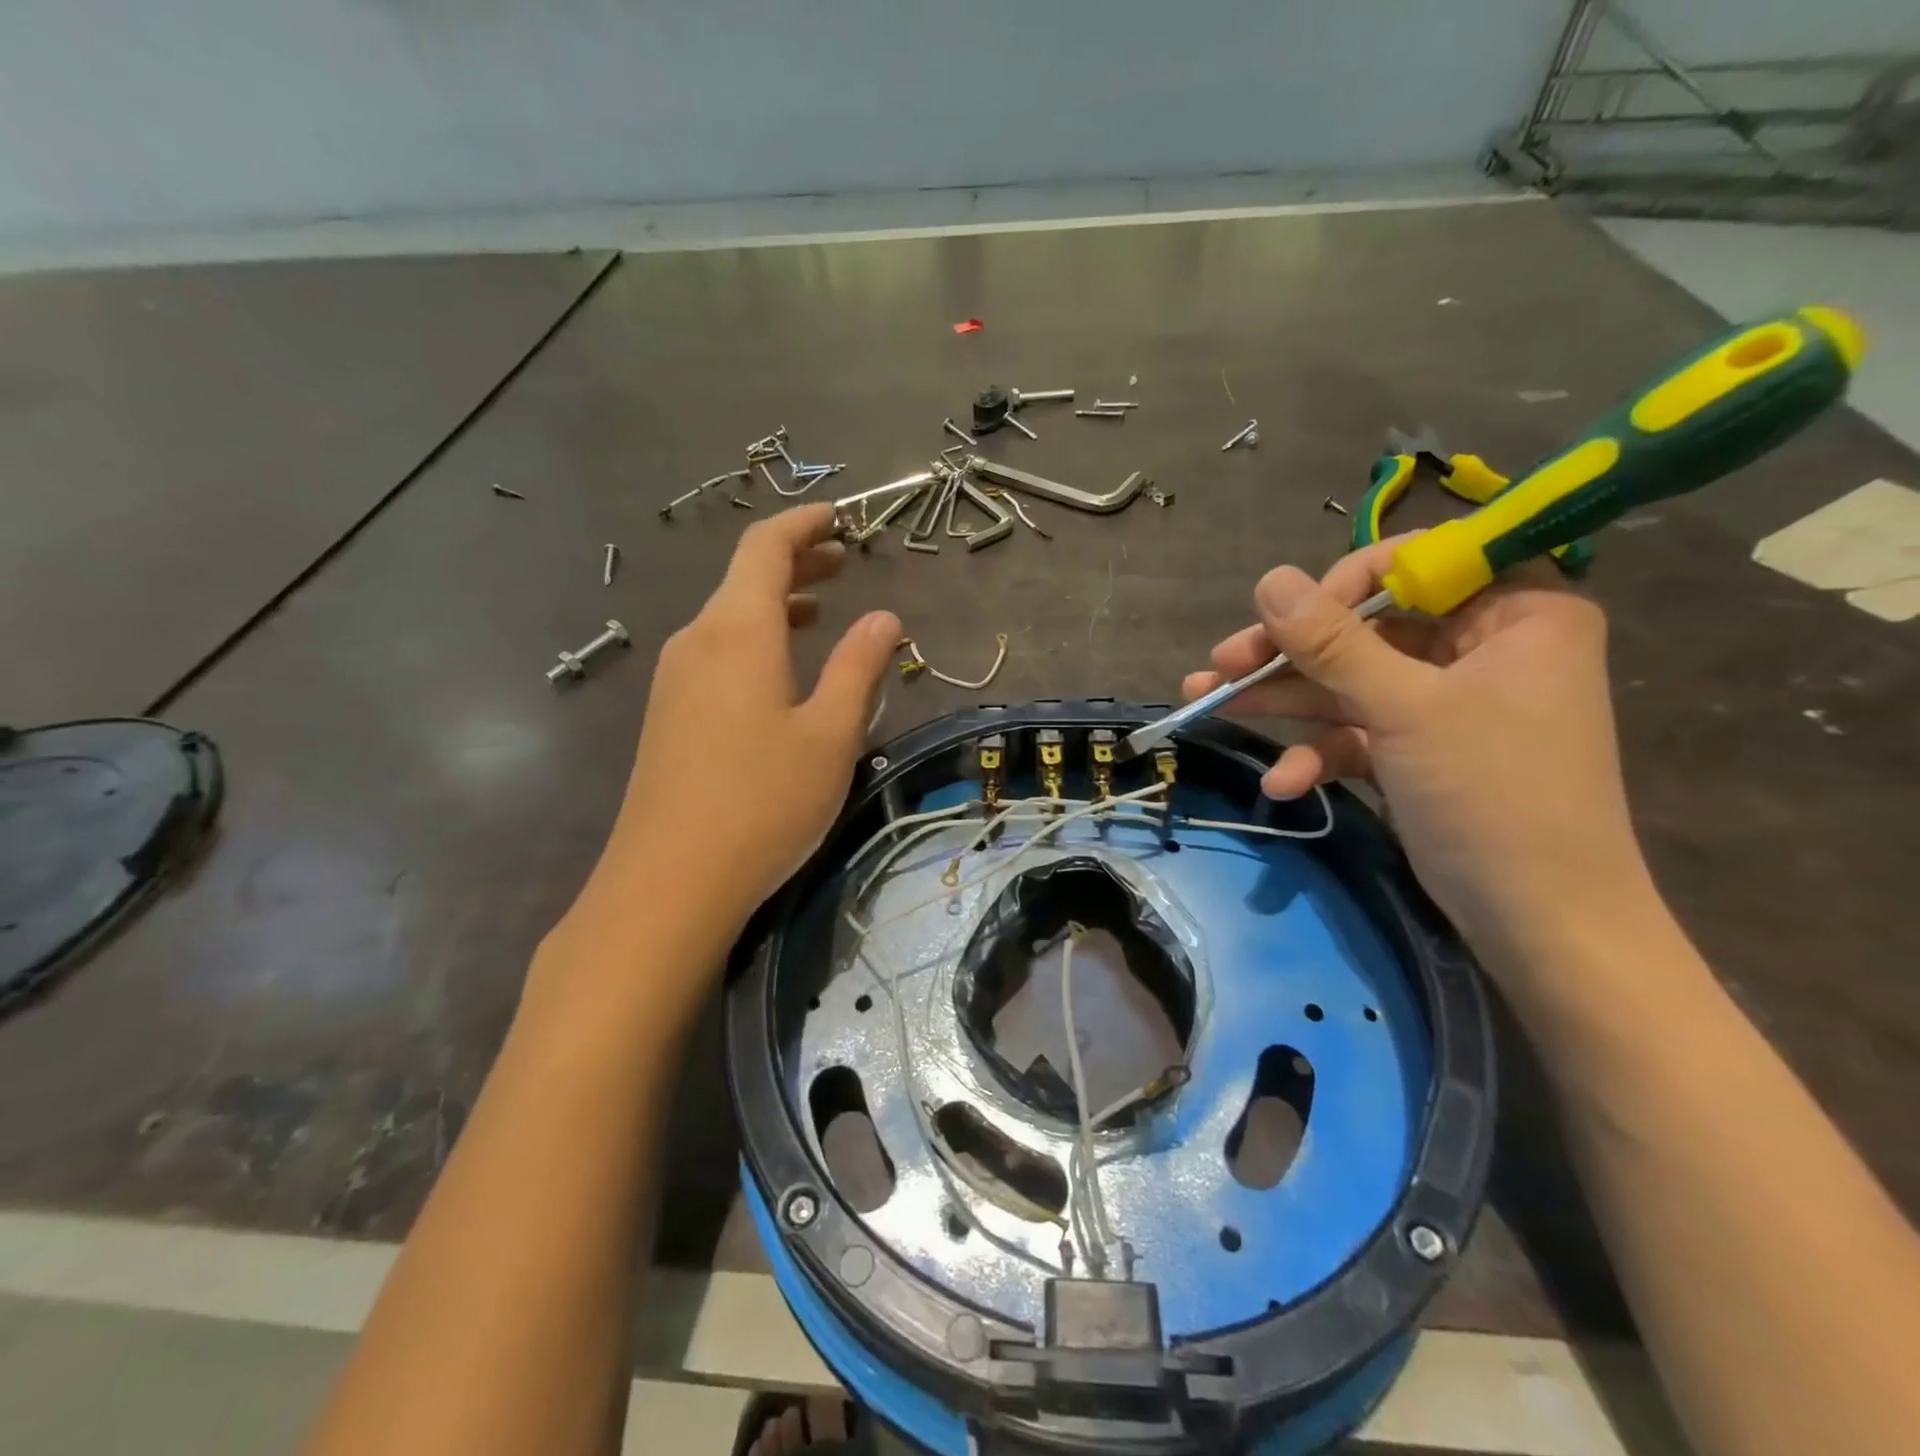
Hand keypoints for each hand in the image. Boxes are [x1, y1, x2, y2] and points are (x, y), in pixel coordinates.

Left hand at [565, 504, 898, 964]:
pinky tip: (778, 671)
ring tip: (818, 610)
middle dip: (795, 561)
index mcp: (738, 630)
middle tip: (842, 559)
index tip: (838, 516)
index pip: (765, 548)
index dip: (803, 524)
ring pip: (728, 618)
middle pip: (744, 578)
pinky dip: (754, 639)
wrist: (669, 882)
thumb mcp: (830, 733)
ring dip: (774, 604)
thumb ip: (859, 668)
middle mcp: (697, 640)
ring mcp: (674, 679)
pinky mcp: (667, 715)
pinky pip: (715, 653)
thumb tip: (883, 618)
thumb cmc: (764, 801)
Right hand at [1183, 538, 1653, 964]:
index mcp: (1515, 613)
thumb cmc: (1493, 793)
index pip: (1418, 564)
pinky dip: (1316, 753)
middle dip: (1289, 652)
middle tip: (1222, 661)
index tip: (1288, 615)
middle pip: (1365, 627)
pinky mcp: (1414, 749)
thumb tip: (1269, 579)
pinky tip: (1282, 783)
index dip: (1344, 583)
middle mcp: (1478, 647)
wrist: (1537, 920)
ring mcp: (1441, 702)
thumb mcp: (1406, 709)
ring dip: (1281, 699)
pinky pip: (1355, 733)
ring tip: (1205, 700)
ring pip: (1347, 681)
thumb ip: (1332, 643)